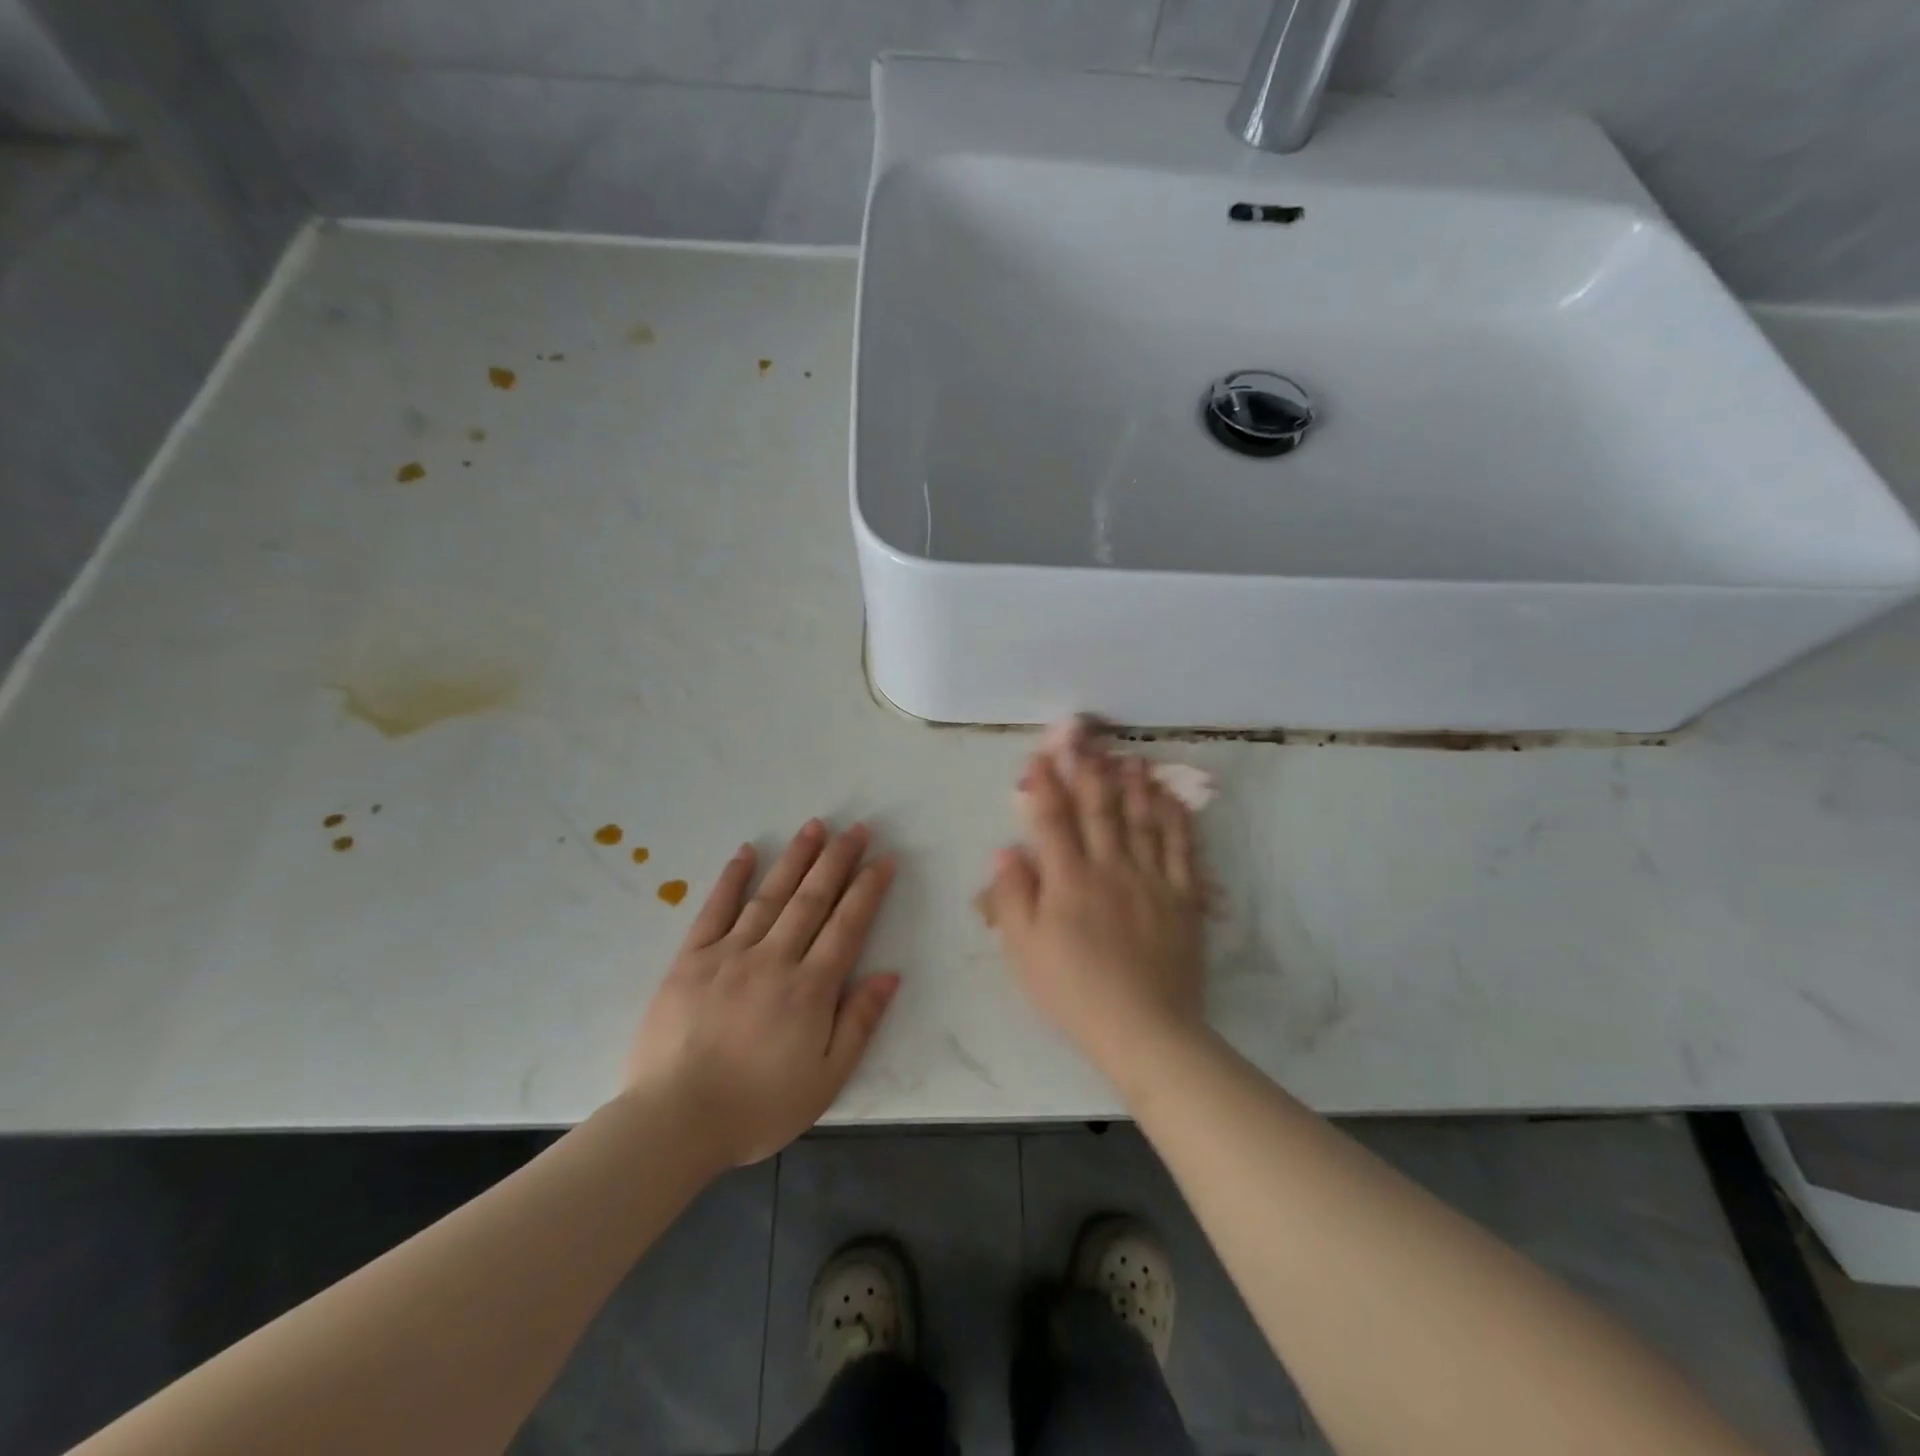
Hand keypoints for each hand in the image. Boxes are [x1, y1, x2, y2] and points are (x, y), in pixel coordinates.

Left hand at [625, 821, 899, 1166]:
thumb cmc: (758, 1107)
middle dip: (838, 860)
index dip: (868, 888)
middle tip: (857, 828)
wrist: (675, 1121)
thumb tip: (889, 974)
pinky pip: (714, 910)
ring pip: (770, 895)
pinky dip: (731, 879)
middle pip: (813, 899)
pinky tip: (746, 852)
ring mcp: (729, 954)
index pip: (847, 925)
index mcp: (811, 988)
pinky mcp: (690, 959)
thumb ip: (859, 1023)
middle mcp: (774, 958)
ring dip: (796, 858)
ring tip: (815, 826)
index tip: (883, 858)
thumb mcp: (826, 1079)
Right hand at [983, 749, 1207, 1075]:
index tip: (1041, 755)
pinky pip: (1183, 849)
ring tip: (1132, 759)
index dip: (1046, 784)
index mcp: (1069, 880)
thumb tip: (1006, 850)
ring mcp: (1152, 879)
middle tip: (1089, 740)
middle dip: (1091, 771)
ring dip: (1136, 786)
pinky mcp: (1184, 897)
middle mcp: (1111, 867)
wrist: (1145, 1029)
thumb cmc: (1074, 992)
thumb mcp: (1024, 951)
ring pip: (1143, 820)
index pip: (1053, 820)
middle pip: (1100, 809)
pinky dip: (1178, 820)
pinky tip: (1173, 800)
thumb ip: (1012, 897)